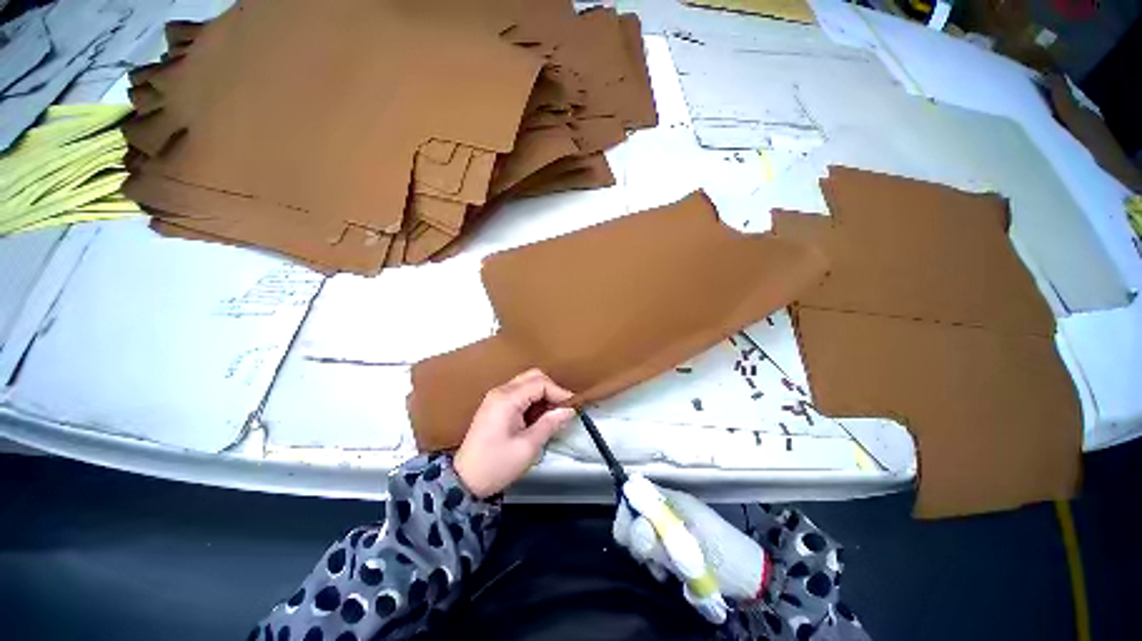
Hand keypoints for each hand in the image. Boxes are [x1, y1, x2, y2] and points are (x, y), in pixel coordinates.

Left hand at [454, 369, 575, 498]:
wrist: (464, 481)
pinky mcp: (495, 405)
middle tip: (562, 410)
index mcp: (507, 399)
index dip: (559, 392)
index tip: (571, 408)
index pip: (540, 383)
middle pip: (533, 377)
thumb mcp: (527, 447)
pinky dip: (533, 400)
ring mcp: (496, 397)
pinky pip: (519, 393)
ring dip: (542, 395)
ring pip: (527, 383)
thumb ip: (549, 424)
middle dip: (551, 390)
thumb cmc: (496, 465)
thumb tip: (569, 410)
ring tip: (552, 416)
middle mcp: (501, 391)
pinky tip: (538, 417)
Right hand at [613, 483, 768, 602]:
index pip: (634, 495)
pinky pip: (652, 546)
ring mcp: (671, 524)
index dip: (628, 515)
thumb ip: (660, 540)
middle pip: (634, 515)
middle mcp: (668, 507)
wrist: (752, 576)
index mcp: (672, 500)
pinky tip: (667, 573)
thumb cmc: (725, 559)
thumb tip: (633, 528)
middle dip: (636, 538)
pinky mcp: (675, 541)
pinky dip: (654, 559)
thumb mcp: (692, 551)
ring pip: (641, 533)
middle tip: (651, 559)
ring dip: (646, 553)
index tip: (640, 541)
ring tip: (663, 570)